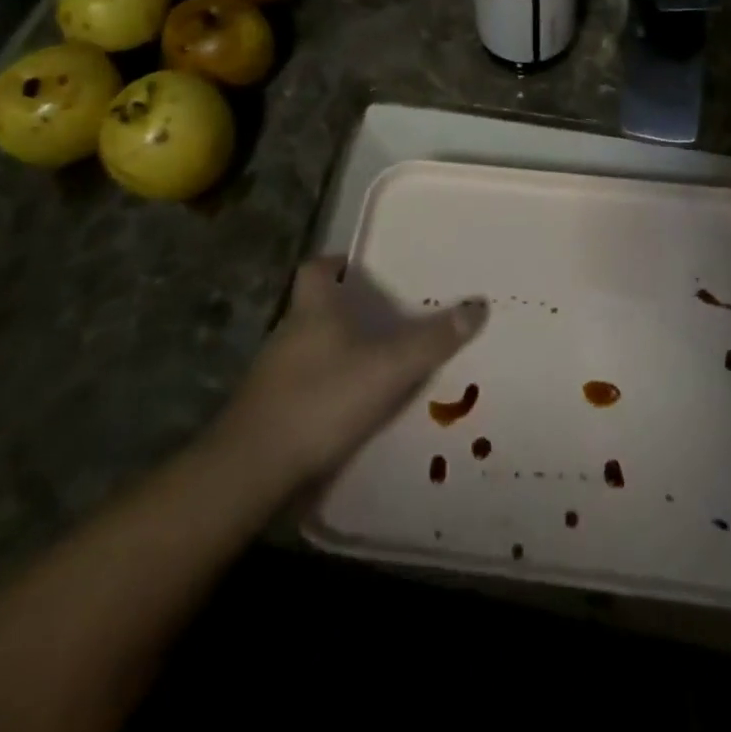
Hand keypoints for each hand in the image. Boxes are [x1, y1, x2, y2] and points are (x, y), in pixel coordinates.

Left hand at [216, 257, 485, 485]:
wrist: (253, 468)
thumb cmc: (322, 399)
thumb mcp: (389, 368)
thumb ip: (433, 340)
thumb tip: (477, 306)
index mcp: (313, 308)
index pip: (316, 268)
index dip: (336, 263)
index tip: (362, 269)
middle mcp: (289, 331)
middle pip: (316, 308)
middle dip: (346, 311)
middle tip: (385, 320)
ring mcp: (273, 373)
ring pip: (309, 348)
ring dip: (337, 352)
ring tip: (376, 366)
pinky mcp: (268, 410)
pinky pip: (302, 386)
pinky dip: (324, 389)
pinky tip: (348, 410)